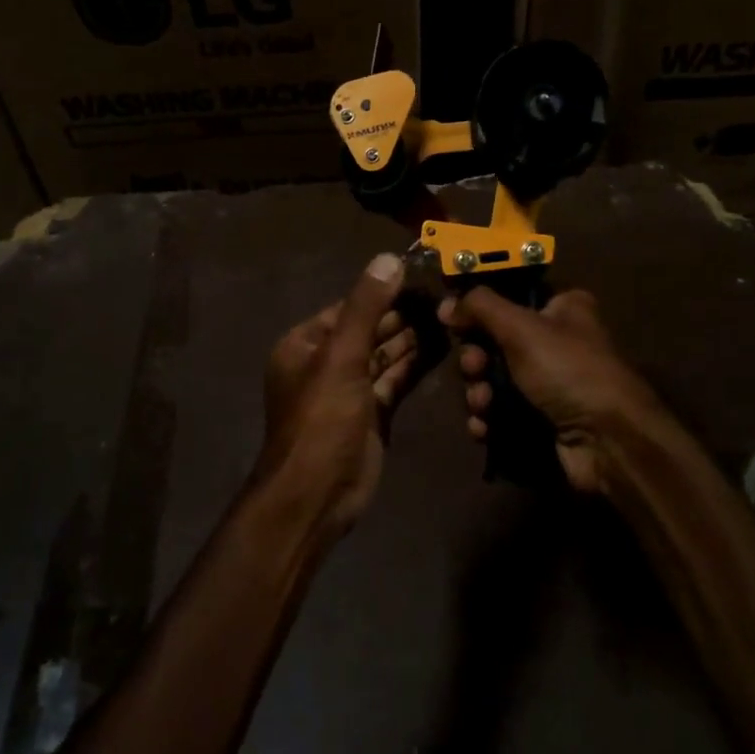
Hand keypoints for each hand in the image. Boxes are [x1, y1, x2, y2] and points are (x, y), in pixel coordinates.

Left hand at [259, 253, 422, 533]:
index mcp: (305, 344)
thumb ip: (366, 307)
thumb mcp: (341, 356)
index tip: (421, 274)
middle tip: (445, 295)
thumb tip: (389, 258)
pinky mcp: (371, 413)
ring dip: (412, 338)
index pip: (350, 307)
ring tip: (450, 315)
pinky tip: (442, 346)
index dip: (384, 291)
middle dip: (402, 315)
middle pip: (369, 329)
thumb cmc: (322, 419)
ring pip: (384, 355)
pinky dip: (414, 364)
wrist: (317, 495)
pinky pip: (394, 379)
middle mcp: (325, 362)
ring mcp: (349, 389)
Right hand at [438, 288, 662, 493]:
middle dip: (476, 358)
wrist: (607, 441)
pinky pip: (502, 412)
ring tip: (483, 404)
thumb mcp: (521, 327)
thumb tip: (446, 304)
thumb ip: (480, 307)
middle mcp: (557, 341)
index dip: (479, 309)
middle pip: (496, 341)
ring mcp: (550, 384)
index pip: (510, 297)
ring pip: (495, 380)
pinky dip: (489, 418)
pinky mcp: (543, 419)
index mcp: (562, 308)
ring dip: (479, 392)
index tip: (453, 320)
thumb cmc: (567, 370)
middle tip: (474, 367)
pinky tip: (484, 428)